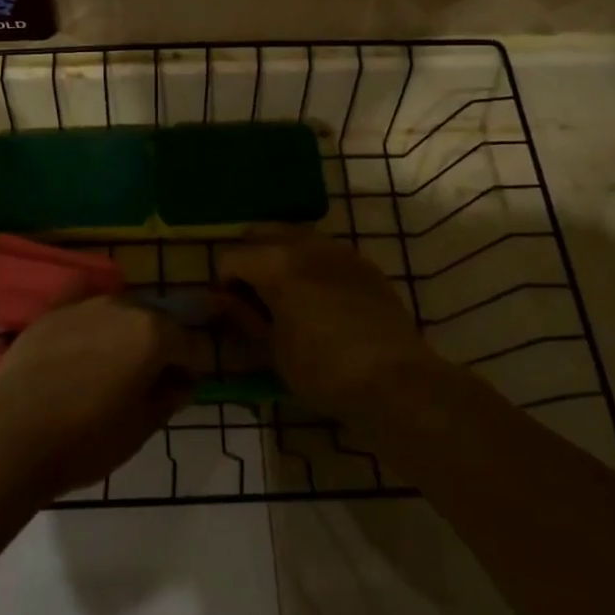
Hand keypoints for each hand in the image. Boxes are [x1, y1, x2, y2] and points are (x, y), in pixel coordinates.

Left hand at [0, 298, 204, 498]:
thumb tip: (182, 382)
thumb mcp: (140, 429)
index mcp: (153, 333)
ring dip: (124, 334)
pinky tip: (83, 340)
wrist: (10, 434)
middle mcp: (123, 306)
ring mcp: (84, 304)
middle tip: (145, 383)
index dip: (190, 369)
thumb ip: (169, 398)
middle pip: (155, 323)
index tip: (180, 391)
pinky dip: (91, 320)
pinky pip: (82, 306)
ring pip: (119, 313)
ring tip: (109, 368)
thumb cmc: (85, 439)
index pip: (190, 345)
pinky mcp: (52, 311)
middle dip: (158, 347)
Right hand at [218, 229, 432, 421]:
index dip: (223, 281)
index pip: (232, 256)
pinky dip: (309, 261)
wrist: (395, 381)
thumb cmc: (323, 371)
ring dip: (279, 254)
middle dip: (249, 257)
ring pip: (295, 235)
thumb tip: (219, 298)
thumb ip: (243, 317)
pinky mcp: (363, 263)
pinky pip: (324, 249)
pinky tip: (316, 295)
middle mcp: (305, 244)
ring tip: (283, 292)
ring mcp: (339, 250)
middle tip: (251, 294)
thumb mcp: (273, 350)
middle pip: (262, 233)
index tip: (230, 308)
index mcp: (276, 264)